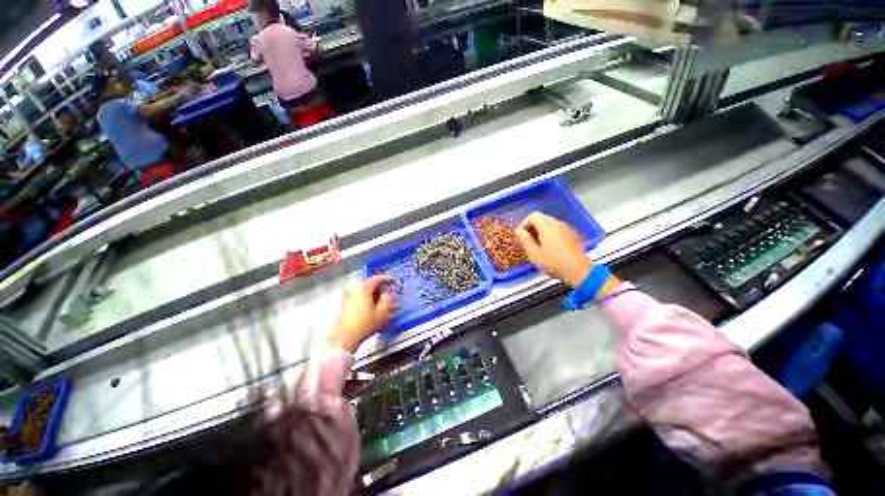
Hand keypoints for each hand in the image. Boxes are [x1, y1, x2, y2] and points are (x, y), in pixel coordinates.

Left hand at [329, 276, 394, 352]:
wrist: (344, 338)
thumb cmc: (365, 324)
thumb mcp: (382, 313)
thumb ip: (387, 300)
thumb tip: (386, 295)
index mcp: (363, 288)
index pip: (377, 278)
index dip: (387, 279)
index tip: (394, 281)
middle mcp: (354, 289)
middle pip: (369, 284)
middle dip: (379, 287)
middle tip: (388, 292)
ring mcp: (347, 296)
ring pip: (363, 291)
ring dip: (372, 294)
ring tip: (380, 301)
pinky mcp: (344, 305)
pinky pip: (358, 297)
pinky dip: (366, 299)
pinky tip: (370, 307)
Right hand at [515, 212, 593, 287]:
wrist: (579, 272)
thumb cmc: (554, 263)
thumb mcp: (534, 254)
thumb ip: (525, 240)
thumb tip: (519, 232)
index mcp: (547, 226)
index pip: (533, 216)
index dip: (524, 224)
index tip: (520, 235)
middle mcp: (558, 224)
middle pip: (542, 219)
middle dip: (532, 228)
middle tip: (527, 241)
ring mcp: (567, 229)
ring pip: (550, 224)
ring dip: (540, 231)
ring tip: (537, 246)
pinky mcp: (572, 236)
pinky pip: (557, 230)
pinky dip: (550, 235)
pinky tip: (549, 248)